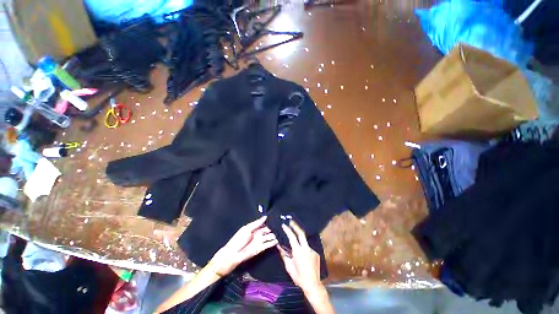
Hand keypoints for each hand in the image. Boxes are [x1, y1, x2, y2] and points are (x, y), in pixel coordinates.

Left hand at [210, 216, 277, 275]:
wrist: (233, 254)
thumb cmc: (238, 239)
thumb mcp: (247, 228)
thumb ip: (257, 223)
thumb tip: (265, 216)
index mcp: (254, 228)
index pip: (264, 223)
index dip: (270, 221)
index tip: (277, 219)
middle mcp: (258, 234)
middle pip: (268, 230)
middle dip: (274, 228)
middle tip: (282, 226)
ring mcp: (260, 241)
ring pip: (269, 237)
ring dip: (275, 235)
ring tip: (282, 232)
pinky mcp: (260, 249)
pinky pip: (268, 245)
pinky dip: (273, 243)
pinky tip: (278, 240)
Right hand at [277, 220, 322, 292]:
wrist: (312, 284)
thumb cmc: (298, 276)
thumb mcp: (288, 266)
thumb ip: (284, 255)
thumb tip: (279, 246)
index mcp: (298, 251)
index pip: (292, 237)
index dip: (287, 230)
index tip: (284, 225)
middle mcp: (306, 248)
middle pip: (301, 233)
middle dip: (296, 226)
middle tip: (291, 221)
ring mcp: (312, 250)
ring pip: (305, 242)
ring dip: (300, 240)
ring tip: (296, 244)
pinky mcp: (316, 253)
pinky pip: (308, 248)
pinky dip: (304, 249)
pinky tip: (303, 256)